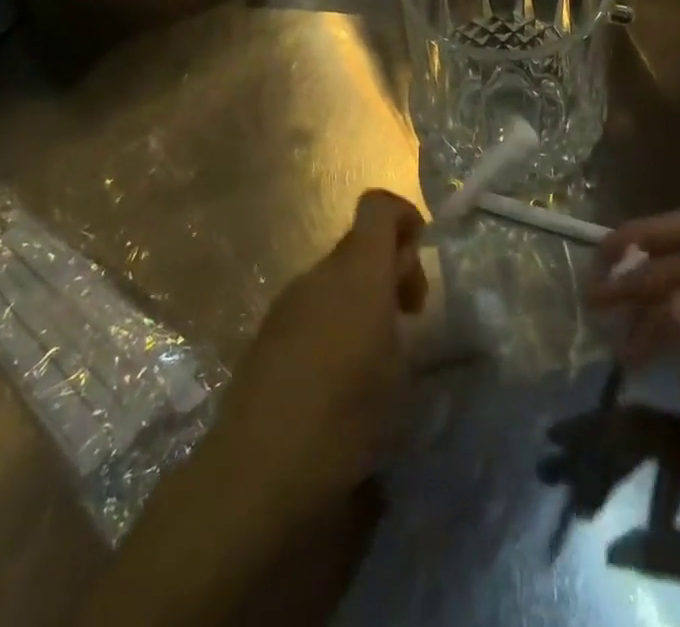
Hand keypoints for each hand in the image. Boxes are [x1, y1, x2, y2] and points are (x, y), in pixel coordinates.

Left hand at [203, 189, 427, 527]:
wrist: (258, 472)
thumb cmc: (345, 416)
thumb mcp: (396, 361)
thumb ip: (398, 305)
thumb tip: (397, 283)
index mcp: (357, 270)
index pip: (378, 206)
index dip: (404, 216)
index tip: (422, 253)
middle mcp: (319, 274)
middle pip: (359, 244)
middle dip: (389, 266)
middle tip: (409, 316)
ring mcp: (287, 303)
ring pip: (335, 277)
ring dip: (362, 295)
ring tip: (377, 352)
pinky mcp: (267, 334)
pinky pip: (312, 306)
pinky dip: (335, 319)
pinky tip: (340, 374)